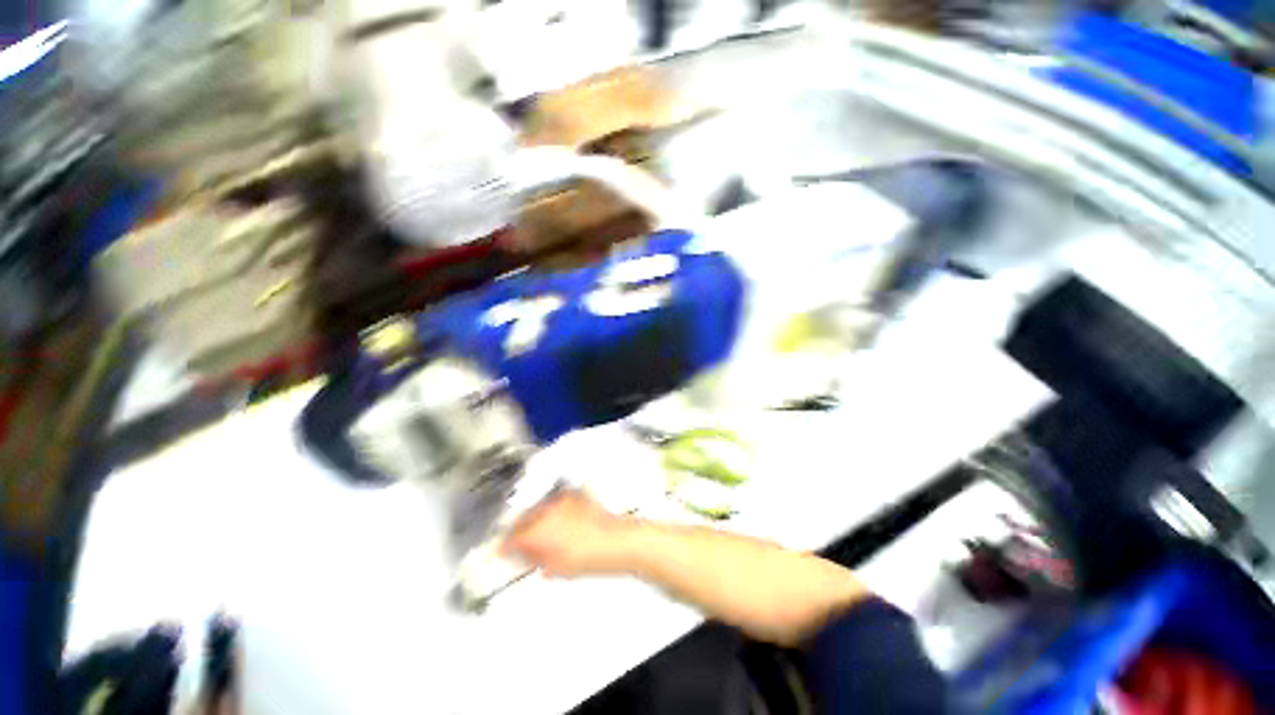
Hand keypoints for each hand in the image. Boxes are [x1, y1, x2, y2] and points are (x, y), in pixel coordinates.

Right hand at [501, 490, 637, 577]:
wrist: (614, 540)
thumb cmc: (588, 556)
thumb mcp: (556, 568)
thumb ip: (536, 560)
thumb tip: (529, 557)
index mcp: (538, 530)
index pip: (512, 538)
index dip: (505, 546)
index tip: (502, 551)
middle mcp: (546, 510)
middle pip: (523, 519)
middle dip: (518, 530)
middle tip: (519, 543)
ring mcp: (560, 500)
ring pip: (537, 508)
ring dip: (533, 518)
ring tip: (538, 532)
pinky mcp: (573, 495)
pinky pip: (553, 501)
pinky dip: (549, 510)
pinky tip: (555, 521)